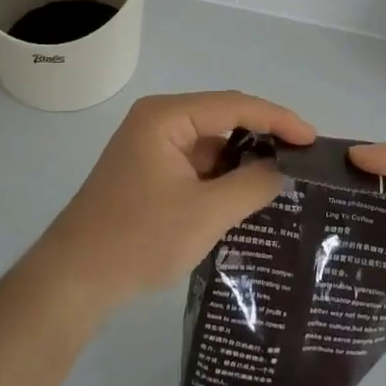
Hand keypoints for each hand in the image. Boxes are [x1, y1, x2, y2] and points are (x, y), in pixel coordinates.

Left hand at [34, 91, 315, 313]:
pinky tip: (246, 195)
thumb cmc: (139, 238)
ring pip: (210, 143)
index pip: (234, 105)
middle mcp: (157, 121)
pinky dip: (221, 177)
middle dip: (262, 137)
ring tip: (283, 178)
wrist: (73, 280)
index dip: (278, 119)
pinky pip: (195, 163)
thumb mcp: (206, 213)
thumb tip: (283, 171)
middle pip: (222, 118)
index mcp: (166, 117)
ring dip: (242, 160)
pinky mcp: (147, 171)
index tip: (313, 140)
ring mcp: (150, 146)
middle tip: (302, 159)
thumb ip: (252, 186)